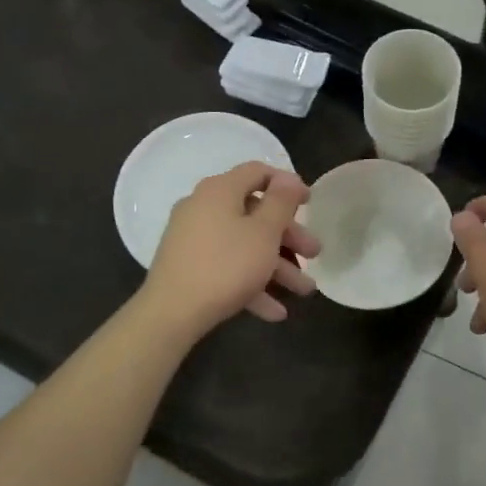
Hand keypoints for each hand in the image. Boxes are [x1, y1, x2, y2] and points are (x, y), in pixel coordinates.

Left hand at [143, 163, 319, 337]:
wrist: (171, 312)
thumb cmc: (226, 265)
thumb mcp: (264, 232)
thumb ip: (281, 202)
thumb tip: (288, 177)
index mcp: (220, 190)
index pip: (258, 172)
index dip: (288, 184)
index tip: (310, 203)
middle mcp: (203, 207)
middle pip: (255, 214)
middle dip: (289, 237)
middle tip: (314, 254)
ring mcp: (193, 238)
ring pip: (244, 245)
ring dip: (277, 267)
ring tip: (303, 291)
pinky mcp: (188, 266)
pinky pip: (227, 267)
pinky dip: (251, 283)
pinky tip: (275, 312)